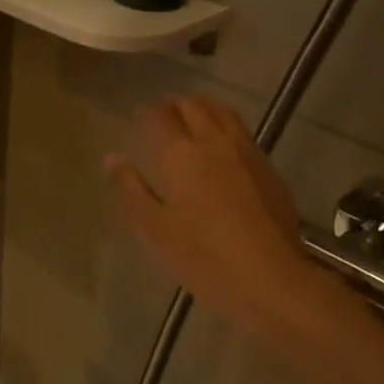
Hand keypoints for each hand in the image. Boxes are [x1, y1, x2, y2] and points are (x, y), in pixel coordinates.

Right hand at [106, 94, 315, 331]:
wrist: (271, 279)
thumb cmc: (203, 257)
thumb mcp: (154, 229)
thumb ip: (130, 189)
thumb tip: (112, 158)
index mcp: (181, 153)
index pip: (159, 115)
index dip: (146, 111)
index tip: (137, 116)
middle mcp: (214, 140)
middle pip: (193, 106)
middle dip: (174, 105)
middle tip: (161, 116)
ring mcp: (247, 151)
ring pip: (222, 112)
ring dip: (203, 108)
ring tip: (191, 120)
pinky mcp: (269, 167)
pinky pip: (242, 132)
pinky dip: (225, 126)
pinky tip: (221, 148)